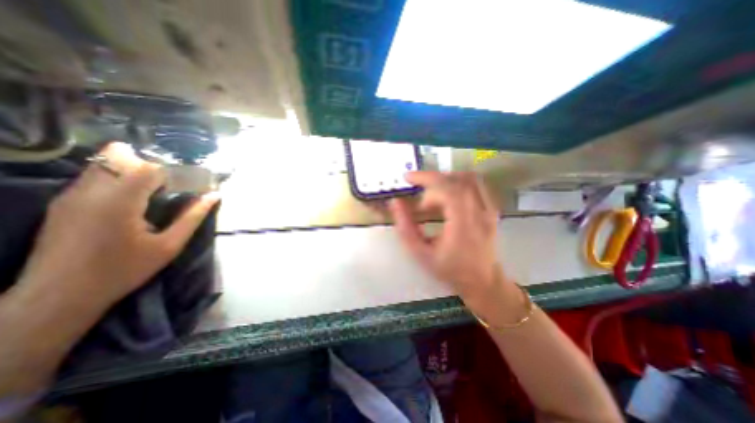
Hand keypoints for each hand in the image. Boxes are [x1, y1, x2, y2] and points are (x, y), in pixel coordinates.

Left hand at [18, 143, 218, 312]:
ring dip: (132, 170)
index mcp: (119, 202)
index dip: (173, 171)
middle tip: (170, 184)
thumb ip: (193, 217)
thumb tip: (214, 195)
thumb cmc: (123, 271)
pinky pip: (93, 177)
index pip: (148, 167)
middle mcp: (90, 192)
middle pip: (120, 156)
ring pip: (104, 164)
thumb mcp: (169, 245)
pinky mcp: (62, 204)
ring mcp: (70, 196)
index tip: (189, 182)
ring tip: (154, 191)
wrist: (58, 297)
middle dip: (150, 165)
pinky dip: (117, 179)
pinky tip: (131, 200)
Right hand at [386, 170, 509, 311]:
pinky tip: (449, 194)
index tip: (408, 178)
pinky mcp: (492, 209)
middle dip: (433, 182)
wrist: (482, 281)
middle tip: (420, 198)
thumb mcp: (421, 253)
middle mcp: (480, 213)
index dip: (426, 178)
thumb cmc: (450, 270)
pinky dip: (459, 182)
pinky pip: (477, 185)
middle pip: (457, 180)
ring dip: (447, 179)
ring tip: (433, 194)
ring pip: (469, 179)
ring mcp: (489, 210)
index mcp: (463, 224)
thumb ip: (405, 227)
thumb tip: (396, 203)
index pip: (447, 189)